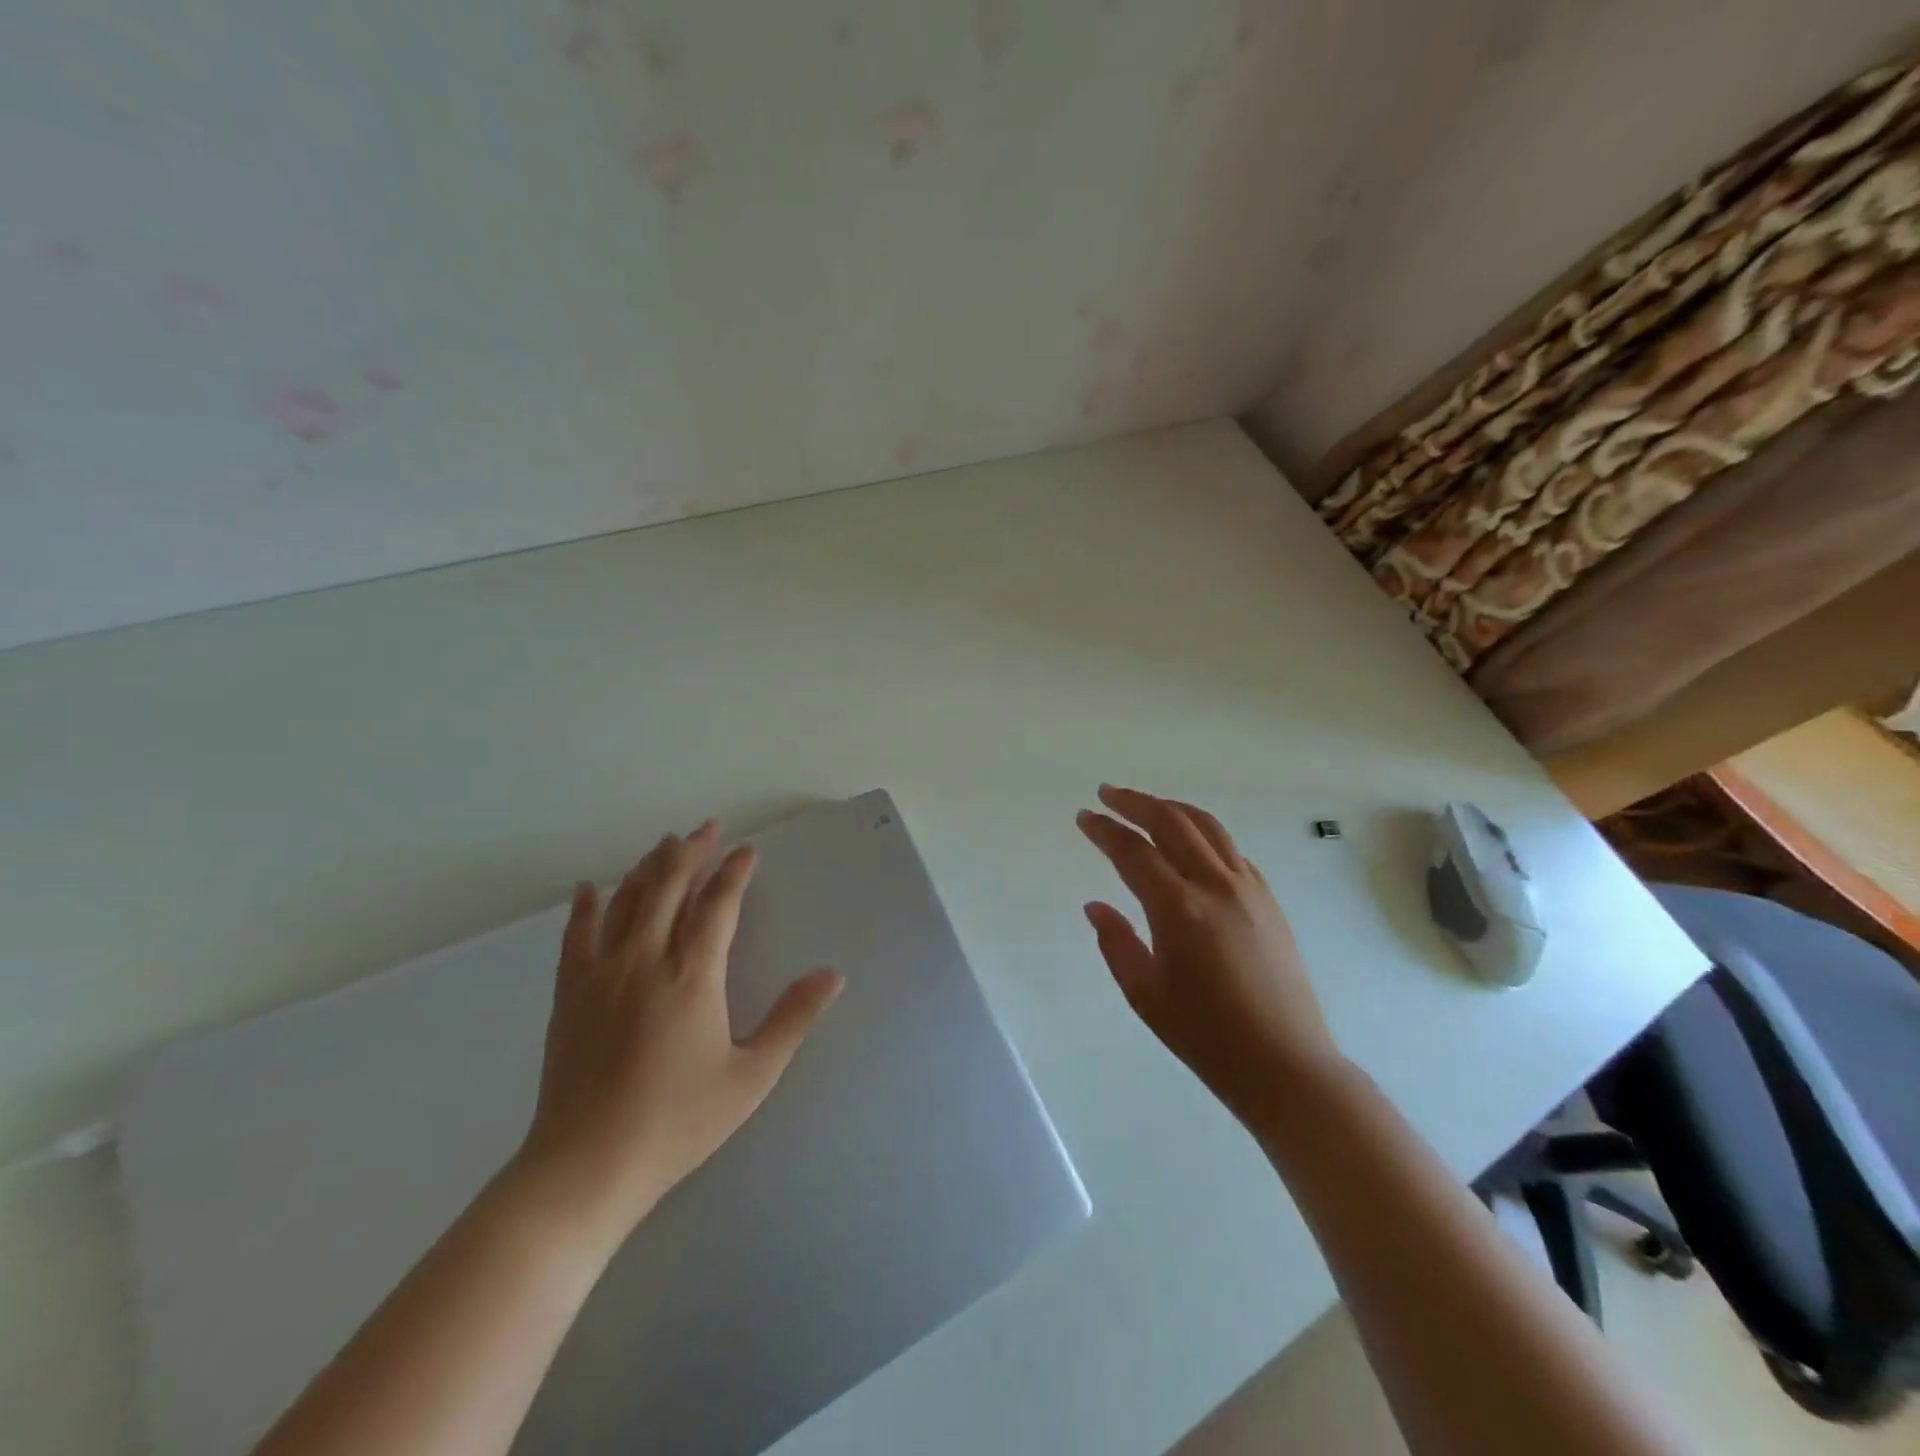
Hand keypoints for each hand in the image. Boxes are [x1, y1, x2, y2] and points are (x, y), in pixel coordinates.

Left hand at [509, 820, 842, 1255]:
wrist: (586, 1166)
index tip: (746, 850)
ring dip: (648, 867)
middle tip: (708, 827)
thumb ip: (792, 1019)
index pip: (717, 905)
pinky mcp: (571, 992)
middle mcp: (646, 959)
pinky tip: (591, 888)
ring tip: (665, 844)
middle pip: (668, 886)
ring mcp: (602, 973)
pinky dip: (587, 905)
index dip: (734, 873)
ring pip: (626, 900)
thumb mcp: (751, 1077)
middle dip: (691, 851)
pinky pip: (578, 933)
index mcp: (693, 975)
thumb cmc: (677, 1122)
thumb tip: (832, 975)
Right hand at [1077, 785, 1342, 1124]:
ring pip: (1207, 826)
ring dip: (1171, 808)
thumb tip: (1095, 906)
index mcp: (1179, 909)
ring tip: (1146, 806)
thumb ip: (1115, 943)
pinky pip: (1230, 849)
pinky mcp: (1268, 899)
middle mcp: (1216, 886)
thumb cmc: (1206, 1036)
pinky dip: (1202, 833)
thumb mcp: (1145, 994)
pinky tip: (1189, 843)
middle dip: (1136, 802)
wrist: (1285, 1064)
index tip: (1084, 816)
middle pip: (1172, 822)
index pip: (1133, 851)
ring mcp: (1248, 889)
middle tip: (1108, 794)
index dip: (1105, 830)